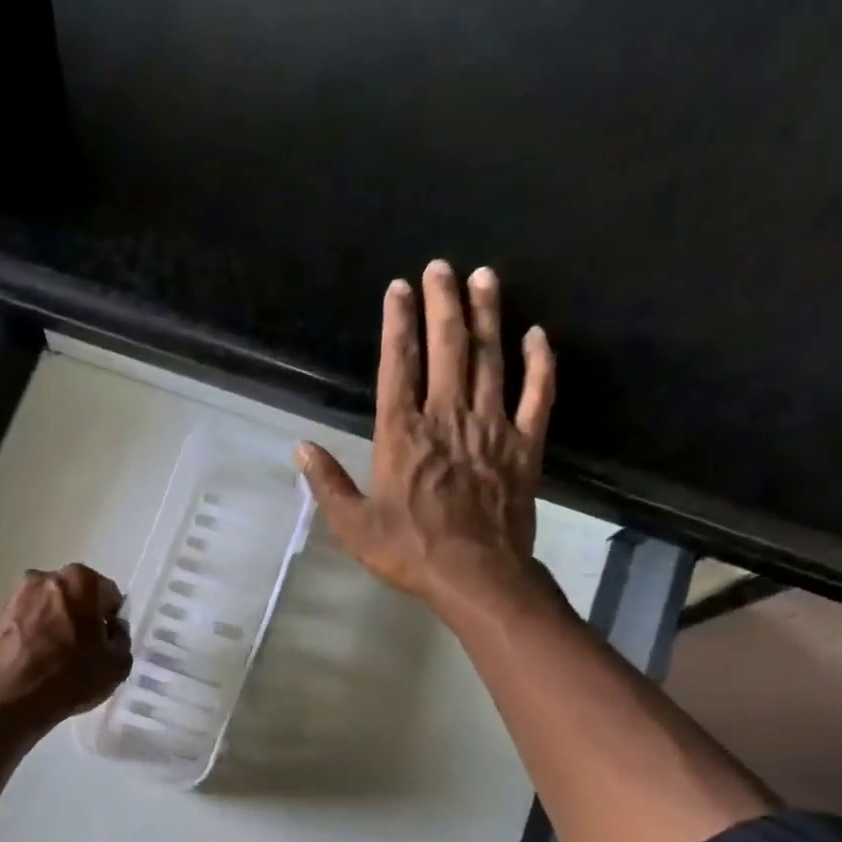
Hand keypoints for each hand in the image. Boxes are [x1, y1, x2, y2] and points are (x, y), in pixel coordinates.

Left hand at [0, 564, 131, 727]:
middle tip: (85, 648)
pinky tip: (38, 661)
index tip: (107, 642)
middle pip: (76, 595)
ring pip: (49, 607)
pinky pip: (28, 622)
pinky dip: (35, 634)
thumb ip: (122, 638)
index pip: (108, 594)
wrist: (14, 698)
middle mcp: (46, 577)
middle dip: (82, 616)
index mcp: (81, 580)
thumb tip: (112, 629)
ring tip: (59, 657)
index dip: (111, 619)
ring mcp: (17, 595)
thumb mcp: (119, 663)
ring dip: (57, 623)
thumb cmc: (73, 675)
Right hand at [297, 260, 554, 616]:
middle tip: (442, 266)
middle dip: (443, 303)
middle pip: (447, 349)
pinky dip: (540, 364)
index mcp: (402, 435)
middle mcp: (446, 418)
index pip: (398, 367)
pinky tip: (537, 335)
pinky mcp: (524, 446)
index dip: (397, 324)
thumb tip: (301, 447)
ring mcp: (490, 428)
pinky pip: (537, 395)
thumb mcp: (353, 525)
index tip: (399, 288)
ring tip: (485, 277)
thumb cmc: (409, 552)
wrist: (475, 575)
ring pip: (490, 360)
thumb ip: (327, 483)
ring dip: (487, 316)